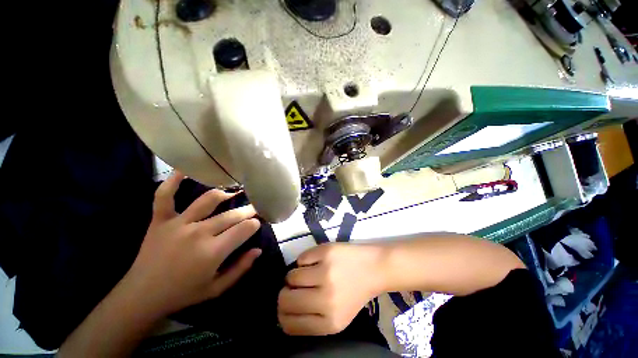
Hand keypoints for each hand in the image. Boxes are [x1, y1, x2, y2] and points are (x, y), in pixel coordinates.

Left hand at [123, 171, 261, 317]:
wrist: (141, 296)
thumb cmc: (183, 294)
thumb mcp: (217, 289)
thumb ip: (241, 268)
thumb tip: (258, 250)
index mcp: (213, 252)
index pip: (245, 229)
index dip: (255, 225)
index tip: (256, 225)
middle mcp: (198, 233)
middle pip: (232, 215)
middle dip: (248, 211)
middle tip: (253, 209)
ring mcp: (178, 224)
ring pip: (208, 201)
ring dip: (225, 195)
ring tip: (233, 194)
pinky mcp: (160, 220)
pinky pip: (165, 196)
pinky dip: (173, 181)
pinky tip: (184, 169)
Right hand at [278, 243, 384, 335]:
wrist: (373, 268)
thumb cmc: (354, 292)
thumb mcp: (337, 317)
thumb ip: (312, 320)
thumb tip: (284, 312)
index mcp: (330, 322)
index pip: (290, 325)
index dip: (283, 314)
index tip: (286, 305)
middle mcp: (326, 300)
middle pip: (285, 299)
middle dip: (285, 293)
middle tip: (293, 287)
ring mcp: (326, 272)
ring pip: (291, 276)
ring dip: (295, 275)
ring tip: (307, 273)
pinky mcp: (326, 252)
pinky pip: (301, 258)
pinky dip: (304, 260)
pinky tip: (316, 261)